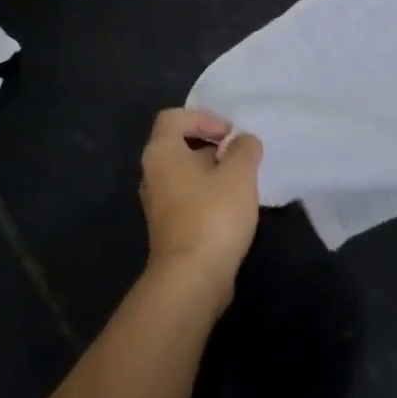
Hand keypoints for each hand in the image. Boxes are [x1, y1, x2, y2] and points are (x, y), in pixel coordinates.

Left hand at [139, 109, 263, 298]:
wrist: (191, 280)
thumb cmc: (213, 215)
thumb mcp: (239, 173)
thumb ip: (244, 148)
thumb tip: (243, 141)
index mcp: (161, 152)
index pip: (174, 117)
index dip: (204, 118)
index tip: (230, 135)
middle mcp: (152, 174)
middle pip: (179, 145)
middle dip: (211, 145)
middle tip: (240, 156)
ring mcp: (157, 204)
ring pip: (185, 174)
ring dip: (212, 173)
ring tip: (241, 182)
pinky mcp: (168, 229)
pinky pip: (187, 198)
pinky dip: (208, 196)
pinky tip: (232, 209)